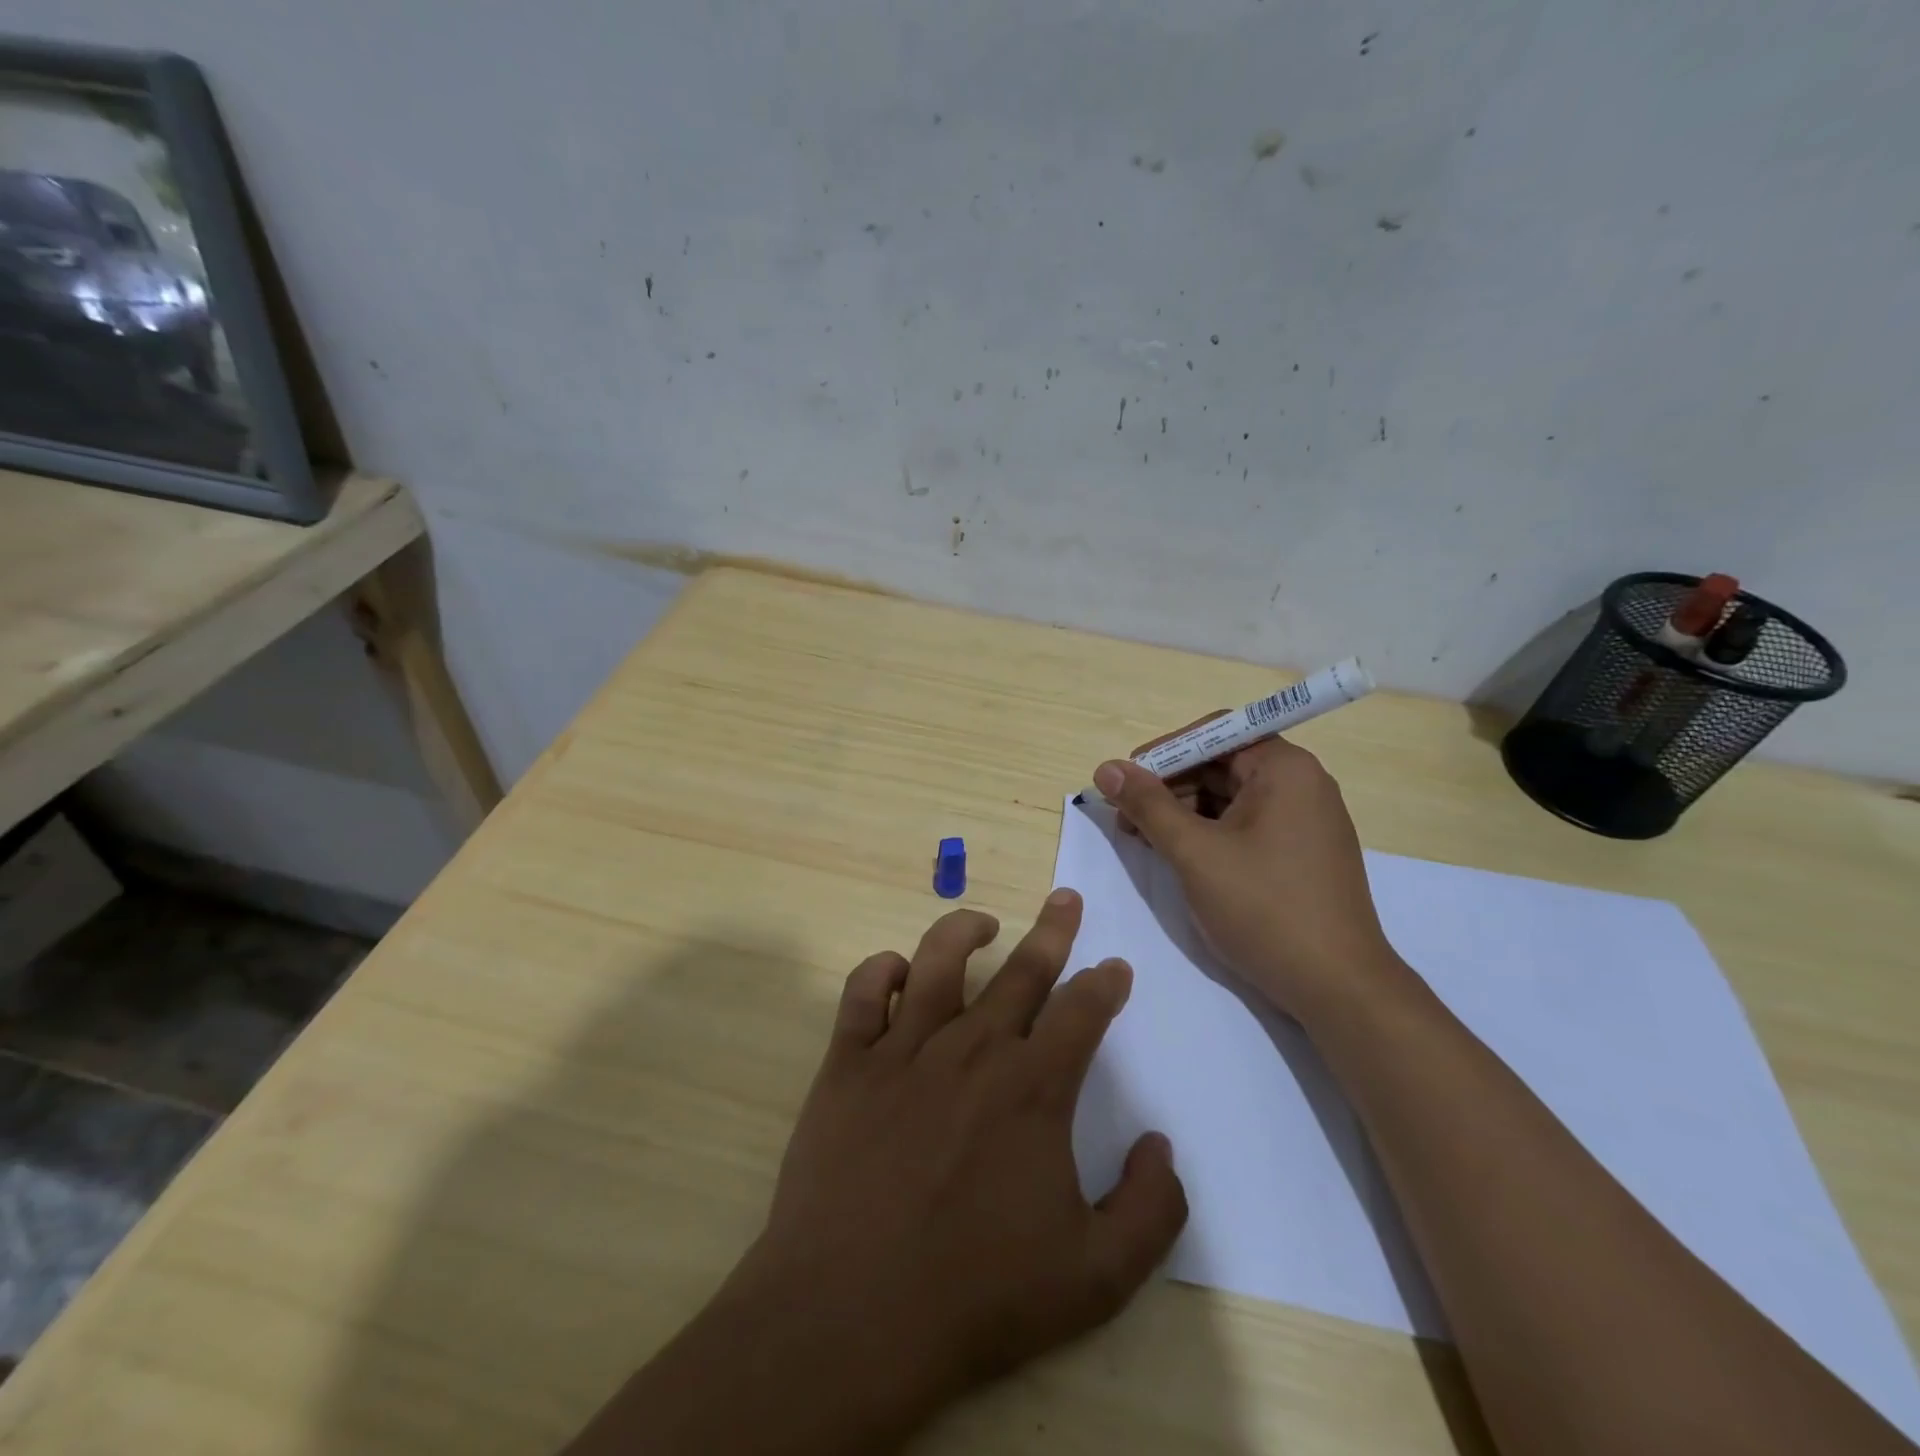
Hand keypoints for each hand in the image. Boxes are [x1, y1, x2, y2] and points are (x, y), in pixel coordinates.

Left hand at [729, 892, 1187, 1438]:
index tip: (1115, 967)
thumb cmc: (978, 1297)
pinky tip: (898, 970)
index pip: (1081, 1011)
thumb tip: (1161, 1144)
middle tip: (1065, 898)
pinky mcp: (849, 1063)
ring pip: (939, 960)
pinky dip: (882, 970)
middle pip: (1022, 970)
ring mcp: (904, 1050)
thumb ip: (1151, 1209)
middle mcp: (972, 1050)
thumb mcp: (1097, 1276)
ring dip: (965, 929)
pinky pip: (863, 992)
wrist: (852, 1316)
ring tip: (984, 921)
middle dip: (1052, 930)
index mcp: (1032, 1088)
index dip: (1104, 984)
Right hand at [1094, 735, 1398, 1020]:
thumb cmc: (1264, 909)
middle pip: (1221, 764)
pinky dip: (1210, 834)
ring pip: (1231, 797)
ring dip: (1184, 813)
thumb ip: (1148, 805)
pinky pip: (1247, 825)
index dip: (1164, 753)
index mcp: (1284, 768)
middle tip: (1126, 819)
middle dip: (1169, 787)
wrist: (1339, 988)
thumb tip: (1106, 768)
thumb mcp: (1195, 853)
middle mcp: (1301, 783)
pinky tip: (1181, 857)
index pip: (1214, 734)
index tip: (1125, 782)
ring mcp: (1305, 820)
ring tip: (1146, 842)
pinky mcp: (1302, 853)